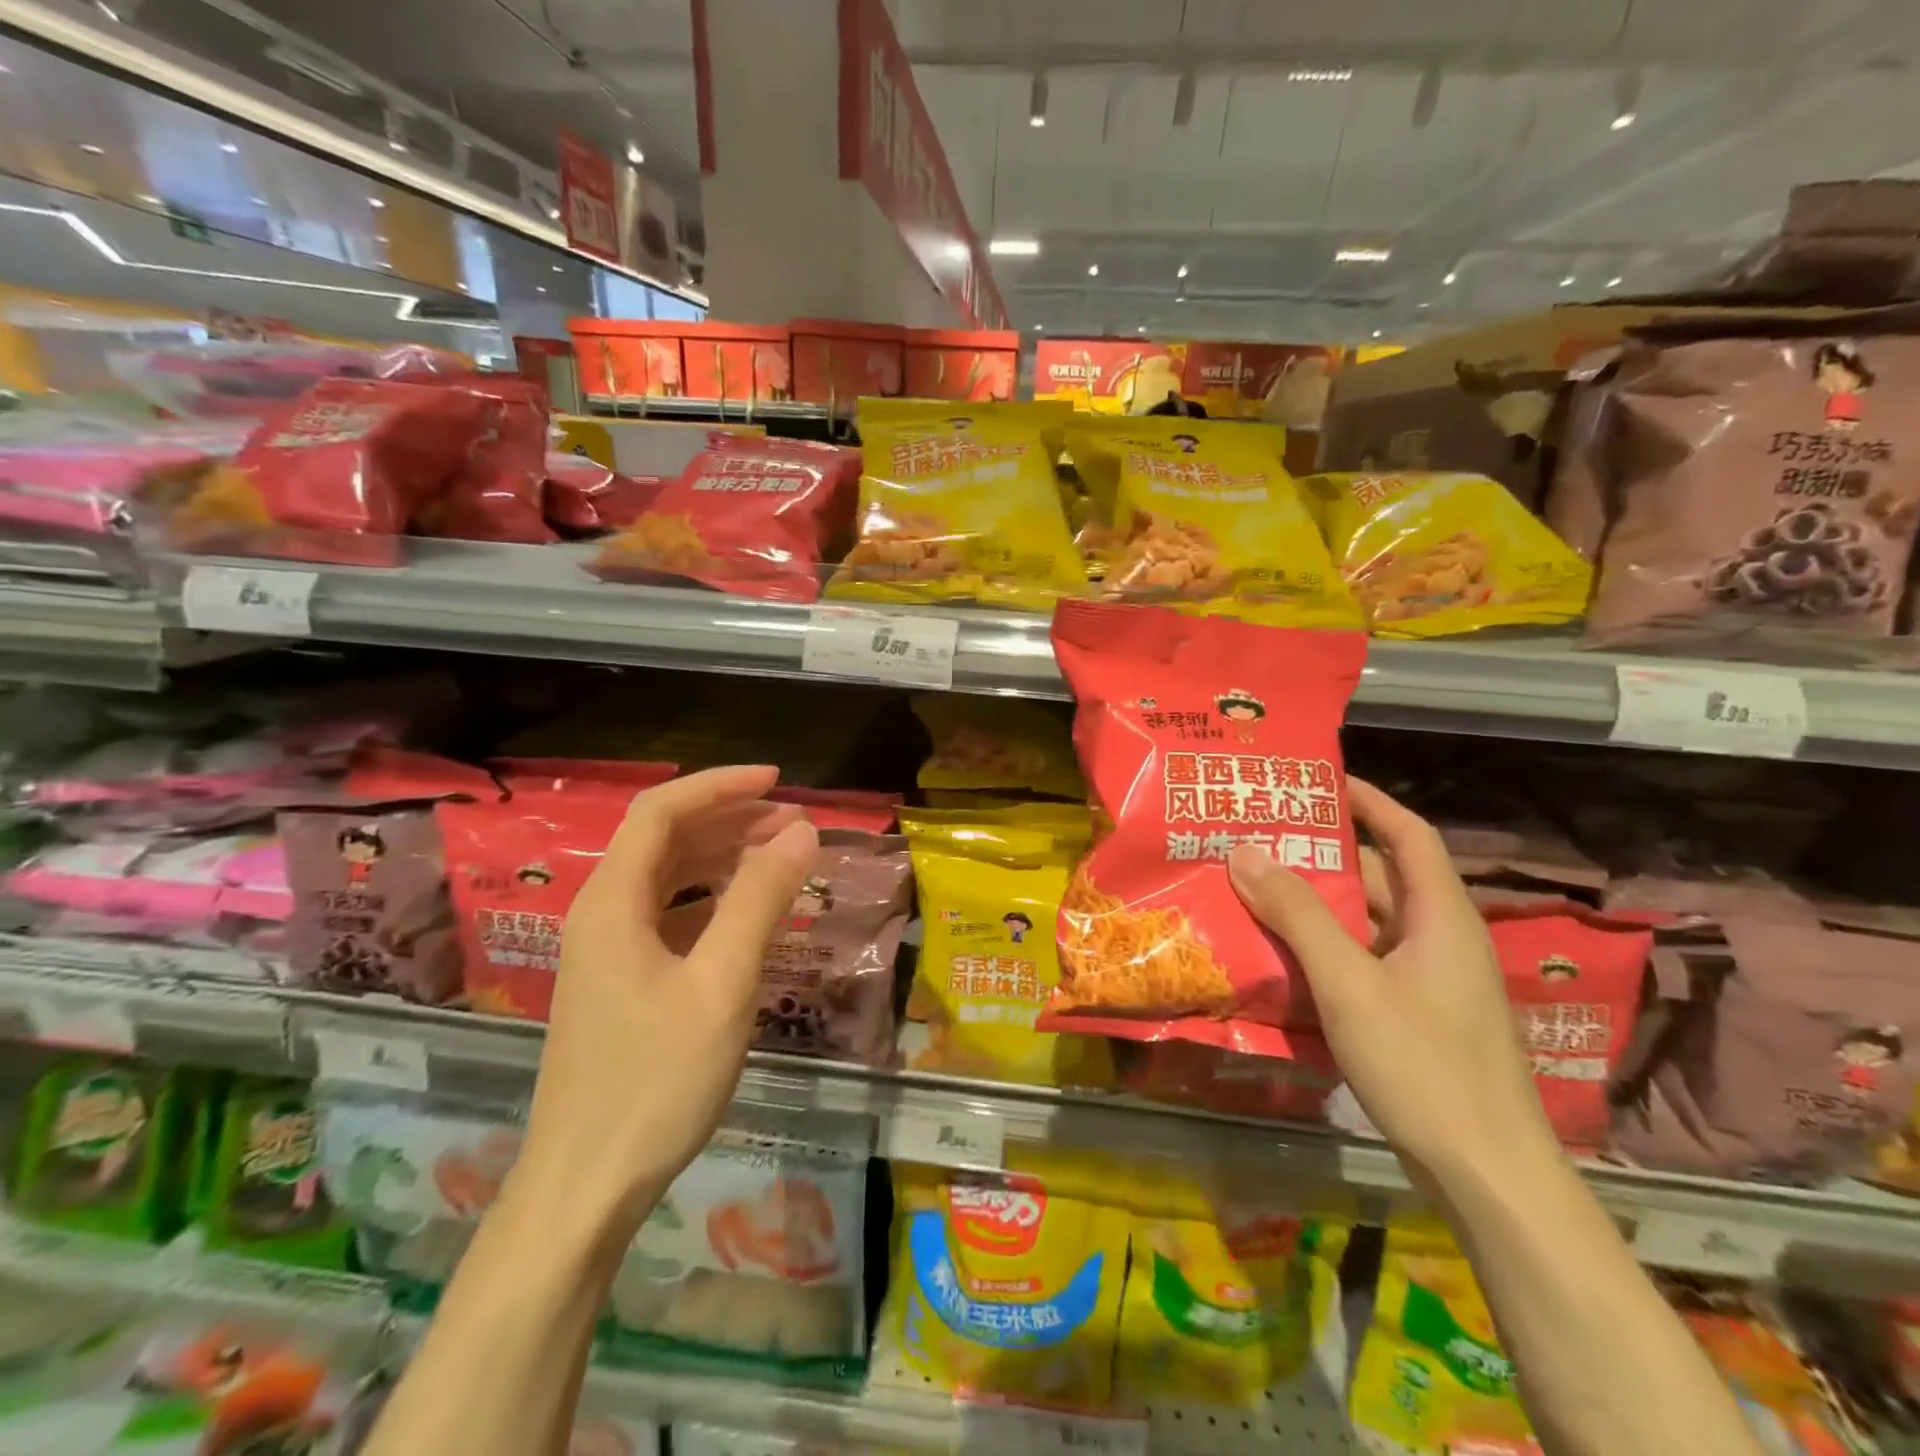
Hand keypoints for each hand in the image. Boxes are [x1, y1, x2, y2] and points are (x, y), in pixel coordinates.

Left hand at [512, 766, 817, 1230]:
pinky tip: (747, 911)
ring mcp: (607, 951)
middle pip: (664, 840)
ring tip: (781, 855)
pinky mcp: (620, 982)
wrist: (585, 1188)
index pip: (662, 812)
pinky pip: (669, 915)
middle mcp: (602, 915)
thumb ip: (760, 901)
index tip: (778, 781)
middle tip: (794, 822)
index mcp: (613, 903)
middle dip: (730, 819)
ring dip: (722, 856)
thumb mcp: (722, 985)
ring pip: (667, 878)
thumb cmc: (655, 1081)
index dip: (720, 786)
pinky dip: (712, 898)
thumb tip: (802, 832)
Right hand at [1228, 778, 1559, 1193]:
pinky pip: (1362, 961)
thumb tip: (1244, 852)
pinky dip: (1322, 949)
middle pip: (1380, 878)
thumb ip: (1297, 914)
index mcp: (1441, 916)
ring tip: (1253, 889)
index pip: (1409, 833)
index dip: (1368, 799)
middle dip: (1321, 855)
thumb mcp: (1350, 983)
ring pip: (1366, 924)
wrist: (1489, 1176)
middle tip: (1259, 838)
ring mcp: (1429, 981)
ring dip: (1314, 907)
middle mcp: (1440, 938)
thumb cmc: (1425, 1065)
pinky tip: (1278, 956)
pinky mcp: (1415, 1015)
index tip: (1317, 780)